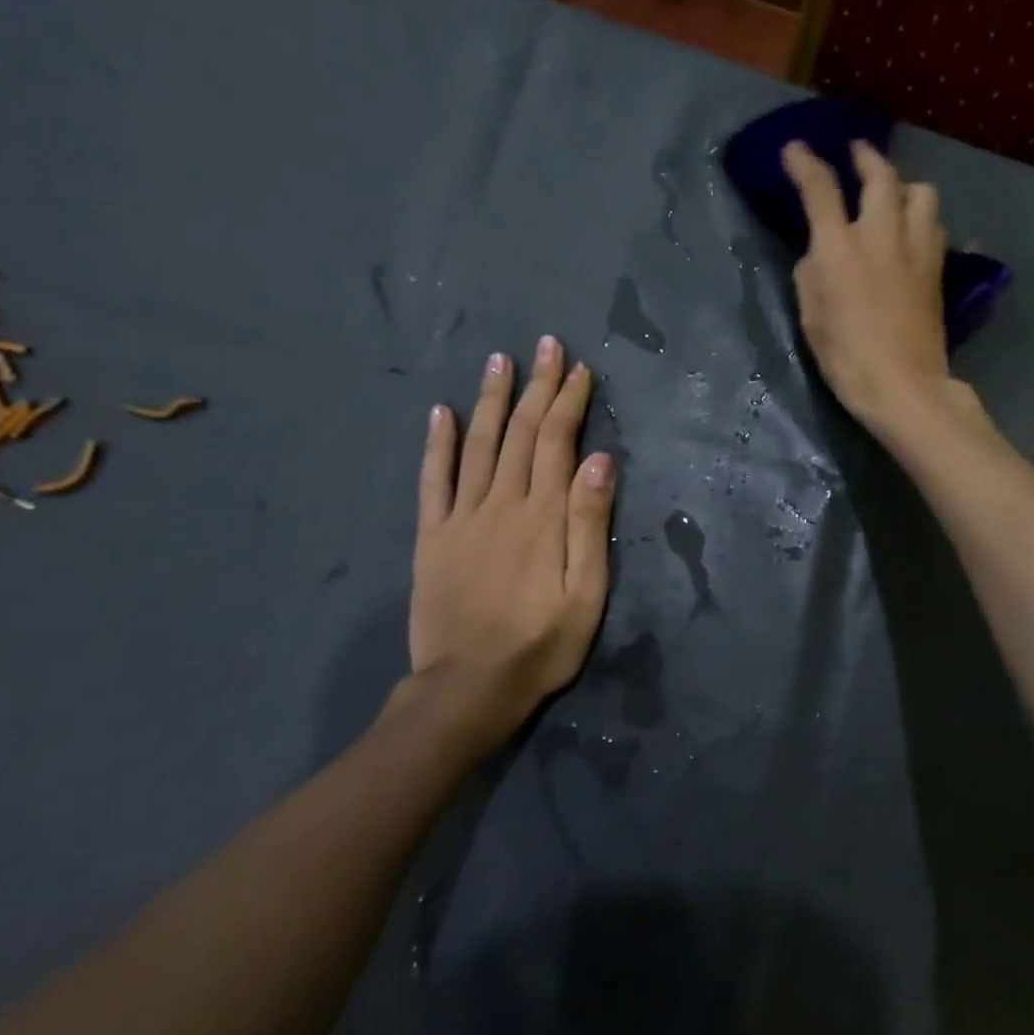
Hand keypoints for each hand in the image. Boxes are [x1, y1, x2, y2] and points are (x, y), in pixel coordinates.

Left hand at [394, 335, 616, 759]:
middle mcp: (501, 504)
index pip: (557, 443)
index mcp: (542, 516)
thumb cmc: (541, 644)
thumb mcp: (586, 593)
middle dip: (537, 386)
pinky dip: (437, 443)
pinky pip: (433, 480)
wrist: (468, 688)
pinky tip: (442, 412)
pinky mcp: (433, 537)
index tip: (579, 368)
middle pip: (521, 433)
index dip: (569, 402)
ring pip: (478, 445)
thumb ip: (590, 524)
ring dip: (491, 400)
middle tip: (546, 346)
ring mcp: (461, 518)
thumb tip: (600, 460)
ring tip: (500, 361)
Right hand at [784, 139, 960, 434]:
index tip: (795, 150)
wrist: (903, 385)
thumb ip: (812, 274)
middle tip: (856, 152)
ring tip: (892, 195)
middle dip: (866, 158)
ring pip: (921, 193)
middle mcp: (882, 235)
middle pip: (881, 176)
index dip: (805, 164)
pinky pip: (933, 225)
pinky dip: (920, 217)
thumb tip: (821, 254)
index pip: (821, 190)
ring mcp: (917, 250)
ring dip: (903, 186)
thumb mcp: (812, 316)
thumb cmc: (846, 357)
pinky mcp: (937, 269)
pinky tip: (911, 231)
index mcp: (841, 247)